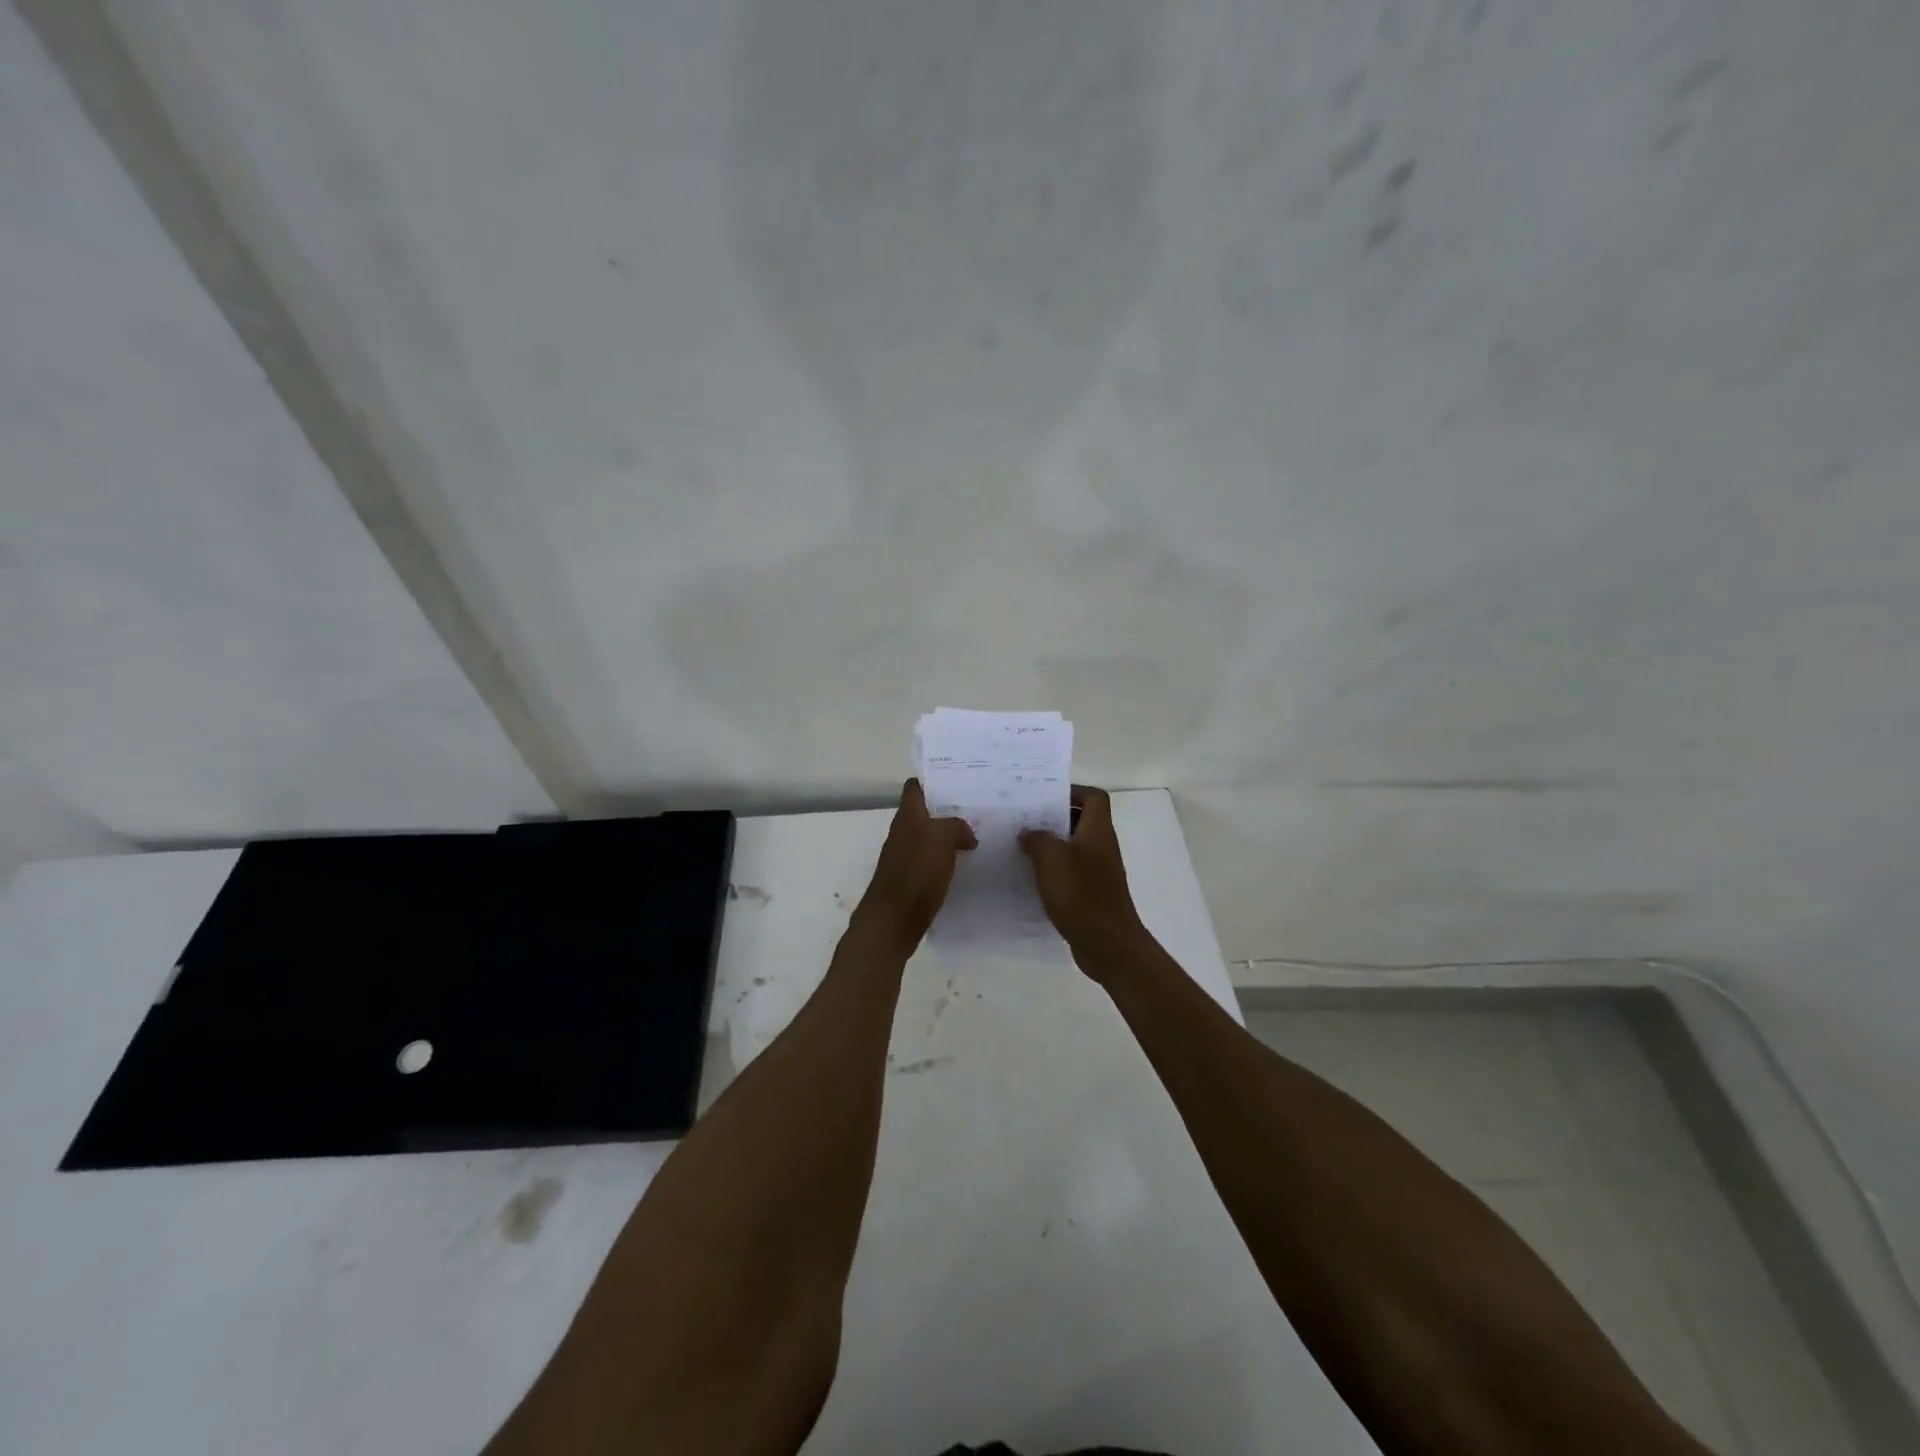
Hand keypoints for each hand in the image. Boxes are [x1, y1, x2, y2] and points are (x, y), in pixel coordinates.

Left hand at [853, 779, 976, 950]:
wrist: (893, 921)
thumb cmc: (916, 872)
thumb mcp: (941, 838)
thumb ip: (956, 826)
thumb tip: (966, 835)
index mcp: (908, 816)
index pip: (915, 787)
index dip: (932, 781)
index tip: (958, 782)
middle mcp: (903, 833)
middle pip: (924, 813)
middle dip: (947, 810)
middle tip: (977, 810)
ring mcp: (904, 858)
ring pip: (928, 838)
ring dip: (948, 837)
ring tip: (977, 837)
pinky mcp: (910, 881)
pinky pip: (930, 862)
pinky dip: (946, 860)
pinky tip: (965, 867)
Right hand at [1019, 786, 1147, 977]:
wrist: (1107, 944)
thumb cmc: (1081, 893)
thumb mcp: (1052, 859)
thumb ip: (1037, 839)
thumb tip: (1029, 832)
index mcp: (1098, 831)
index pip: (1094, 797)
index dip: (1072, 791)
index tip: (1045, 797)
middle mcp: (1102, 847)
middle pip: (1081, 821)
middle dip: (1053, 818)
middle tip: (1024, 819)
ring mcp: (1099, 872)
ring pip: (1073, 847)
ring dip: (1050, 846)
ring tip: (1020, 846)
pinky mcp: (1091, 894)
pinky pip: (1071, 872)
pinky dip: (1053, 871)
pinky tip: (1030, 878)